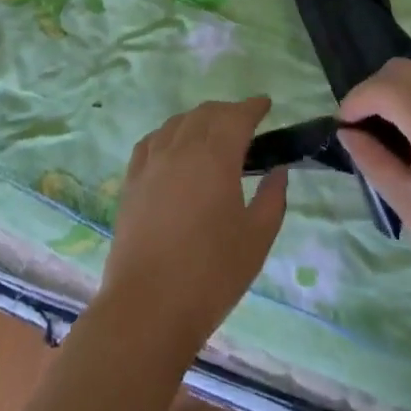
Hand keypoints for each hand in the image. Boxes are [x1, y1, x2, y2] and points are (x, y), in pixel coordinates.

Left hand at [97, 98, 288, 358]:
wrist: (148, 305)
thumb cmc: (212, 274)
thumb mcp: (256, 239)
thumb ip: (272, 198)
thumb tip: (278, 171)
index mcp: (215, 156)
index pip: (237, 117)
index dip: (253, 107)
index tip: (266, 105)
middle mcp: (181, 148)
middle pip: (206, 113)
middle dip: (228, 111)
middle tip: (245, 123)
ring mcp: (151, 161)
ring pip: (177, 122)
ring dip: (199, 119)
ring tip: (212, 133)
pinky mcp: (132, 179)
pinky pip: (152, 140)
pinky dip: (169, 134)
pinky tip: (174, 147)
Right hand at [339, 59, 410, 311]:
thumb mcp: (408, 202)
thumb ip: (373, 160)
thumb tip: (347, 132)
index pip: (383, 87)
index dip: (355, 101)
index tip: (344, 127)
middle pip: (404, 70)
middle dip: (376, 89)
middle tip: (364, 126)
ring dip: (401, 89)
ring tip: (390, 127)